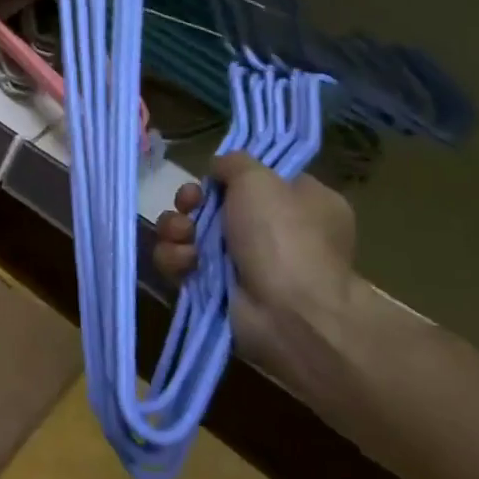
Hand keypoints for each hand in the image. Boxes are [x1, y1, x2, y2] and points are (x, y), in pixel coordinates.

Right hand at [153, 152, 357, 374]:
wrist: (290, 315)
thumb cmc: (284, 236)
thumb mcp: (261, 179)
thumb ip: (235, 162)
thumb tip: (221, 168)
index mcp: (302, 203)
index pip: (257, 180)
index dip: (229, 176)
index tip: (212, 176)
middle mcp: (276, 233)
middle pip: (216, 205)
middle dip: (192, 202)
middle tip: (187, 204)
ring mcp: (245, 264)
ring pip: (193, 233)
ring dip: (177, 228)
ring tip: (181, 234)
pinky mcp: (218, 291)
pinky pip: (184, 265)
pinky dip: (177, 260)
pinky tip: (185, 261)